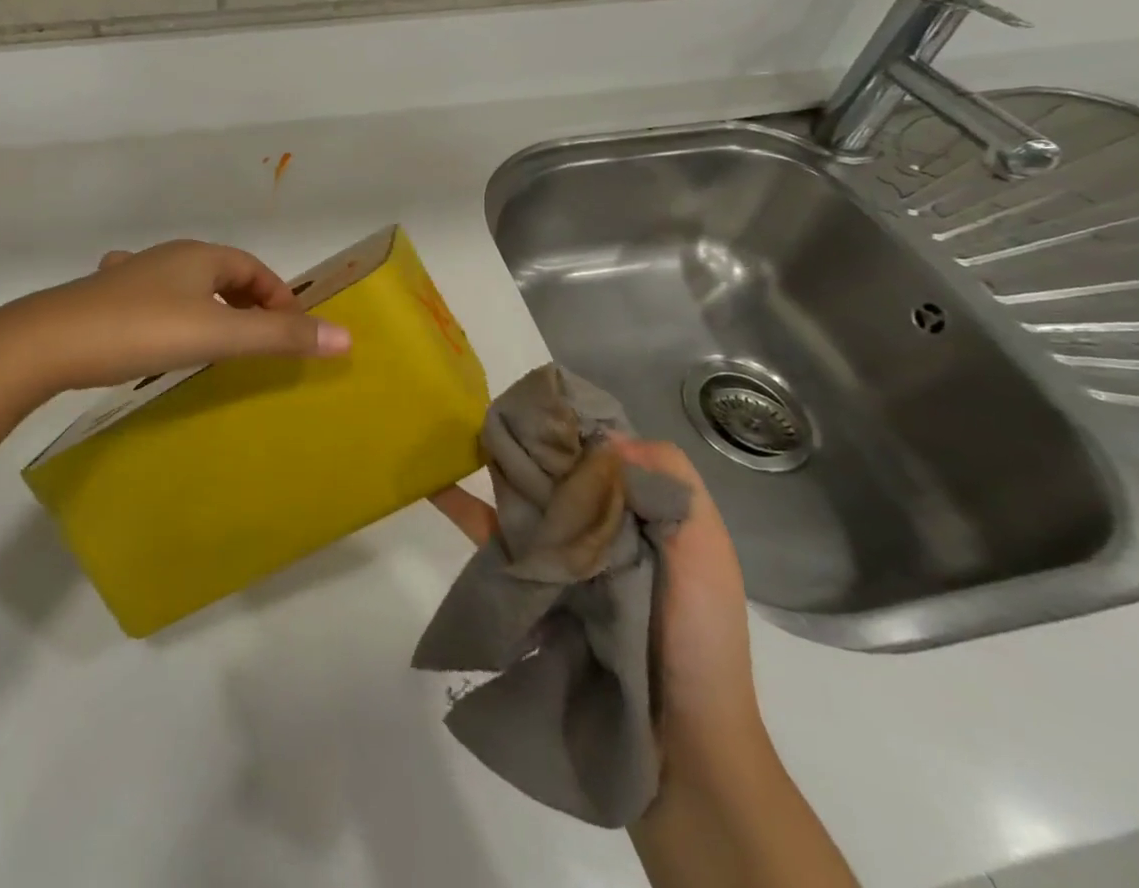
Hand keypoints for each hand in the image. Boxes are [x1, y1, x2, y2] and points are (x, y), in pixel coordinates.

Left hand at [0, 240, 351, 396]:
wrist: (49, 341)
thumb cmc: (142, 330)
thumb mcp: (218, 335)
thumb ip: (280, 337)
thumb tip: (345, 337)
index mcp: (199, 256)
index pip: (253, 268)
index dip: (279, 296)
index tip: (291, 332)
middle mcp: (168, 257)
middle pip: (221, 273)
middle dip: (247, 301)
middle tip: (261, 339)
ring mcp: (132, 275)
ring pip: (186, 285)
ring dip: (210, 306)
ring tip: (219, 338)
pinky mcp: (106, 298)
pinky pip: (154, 299)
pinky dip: (172, 313)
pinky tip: (160, 332)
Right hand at [430, 435, 759, 745]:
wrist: (680, 740)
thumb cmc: (698, 634)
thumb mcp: (706, 549)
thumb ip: (670, 483)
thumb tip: (603, 437)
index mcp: (635, 509)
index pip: (597, 449)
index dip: (569, 422)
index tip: (538, 398)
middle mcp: (594, 522)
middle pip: (553, 467)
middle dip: (524, 437)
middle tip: (488, 408)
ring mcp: (558, 552)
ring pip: (520, 494)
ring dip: (491, 463)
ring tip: (449, 429)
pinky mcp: (528, 582)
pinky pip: (493, 537)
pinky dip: (463, 508)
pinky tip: (433, 484)